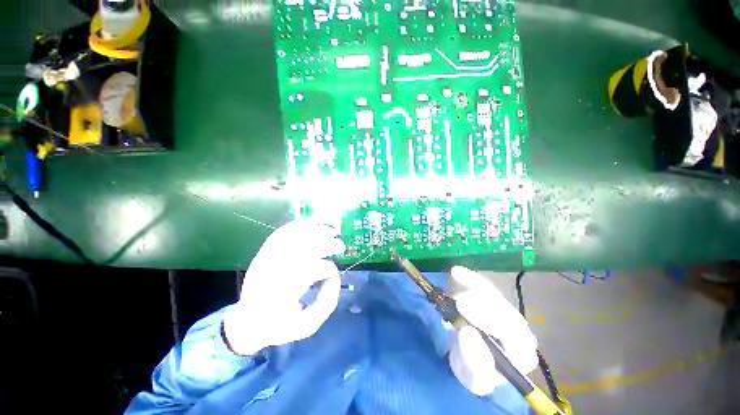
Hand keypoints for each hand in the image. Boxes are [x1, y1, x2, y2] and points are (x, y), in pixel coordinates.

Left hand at [223, 219, 345, 355]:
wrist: (246, 323)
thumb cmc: (279, 326)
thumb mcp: (307, 326)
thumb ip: (326, 303)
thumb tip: (335, 276)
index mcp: (282, 296)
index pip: (309, 272)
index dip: (327, 269)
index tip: (334, 273)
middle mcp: (271, 274)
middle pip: (302, 250)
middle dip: (326, 245)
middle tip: (341, 246)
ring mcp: (265, 261)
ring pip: (292, 238)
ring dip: (315, 231)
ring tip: (331, 230)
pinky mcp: (262, 254)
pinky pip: (280, 234)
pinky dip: (297, 225)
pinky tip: (312, 222)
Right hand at [448, 266, 538, 395]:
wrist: (470, 358)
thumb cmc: (475, 372)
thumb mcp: (473, 378)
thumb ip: (474, 362)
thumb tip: (466, 332)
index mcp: (522, 352)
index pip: (512, 333)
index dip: (487, 318)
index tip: (461, 308)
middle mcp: (518, 327)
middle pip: (502, 308)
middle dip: (478, 303)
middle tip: (456, 301)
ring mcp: (505, 309)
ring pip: (491, 293)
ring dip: (471, 288)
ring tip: (453, 289)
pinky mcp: (490, 296)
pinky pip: (481, 284)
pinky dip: (468, 278)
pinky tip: (456, 272)